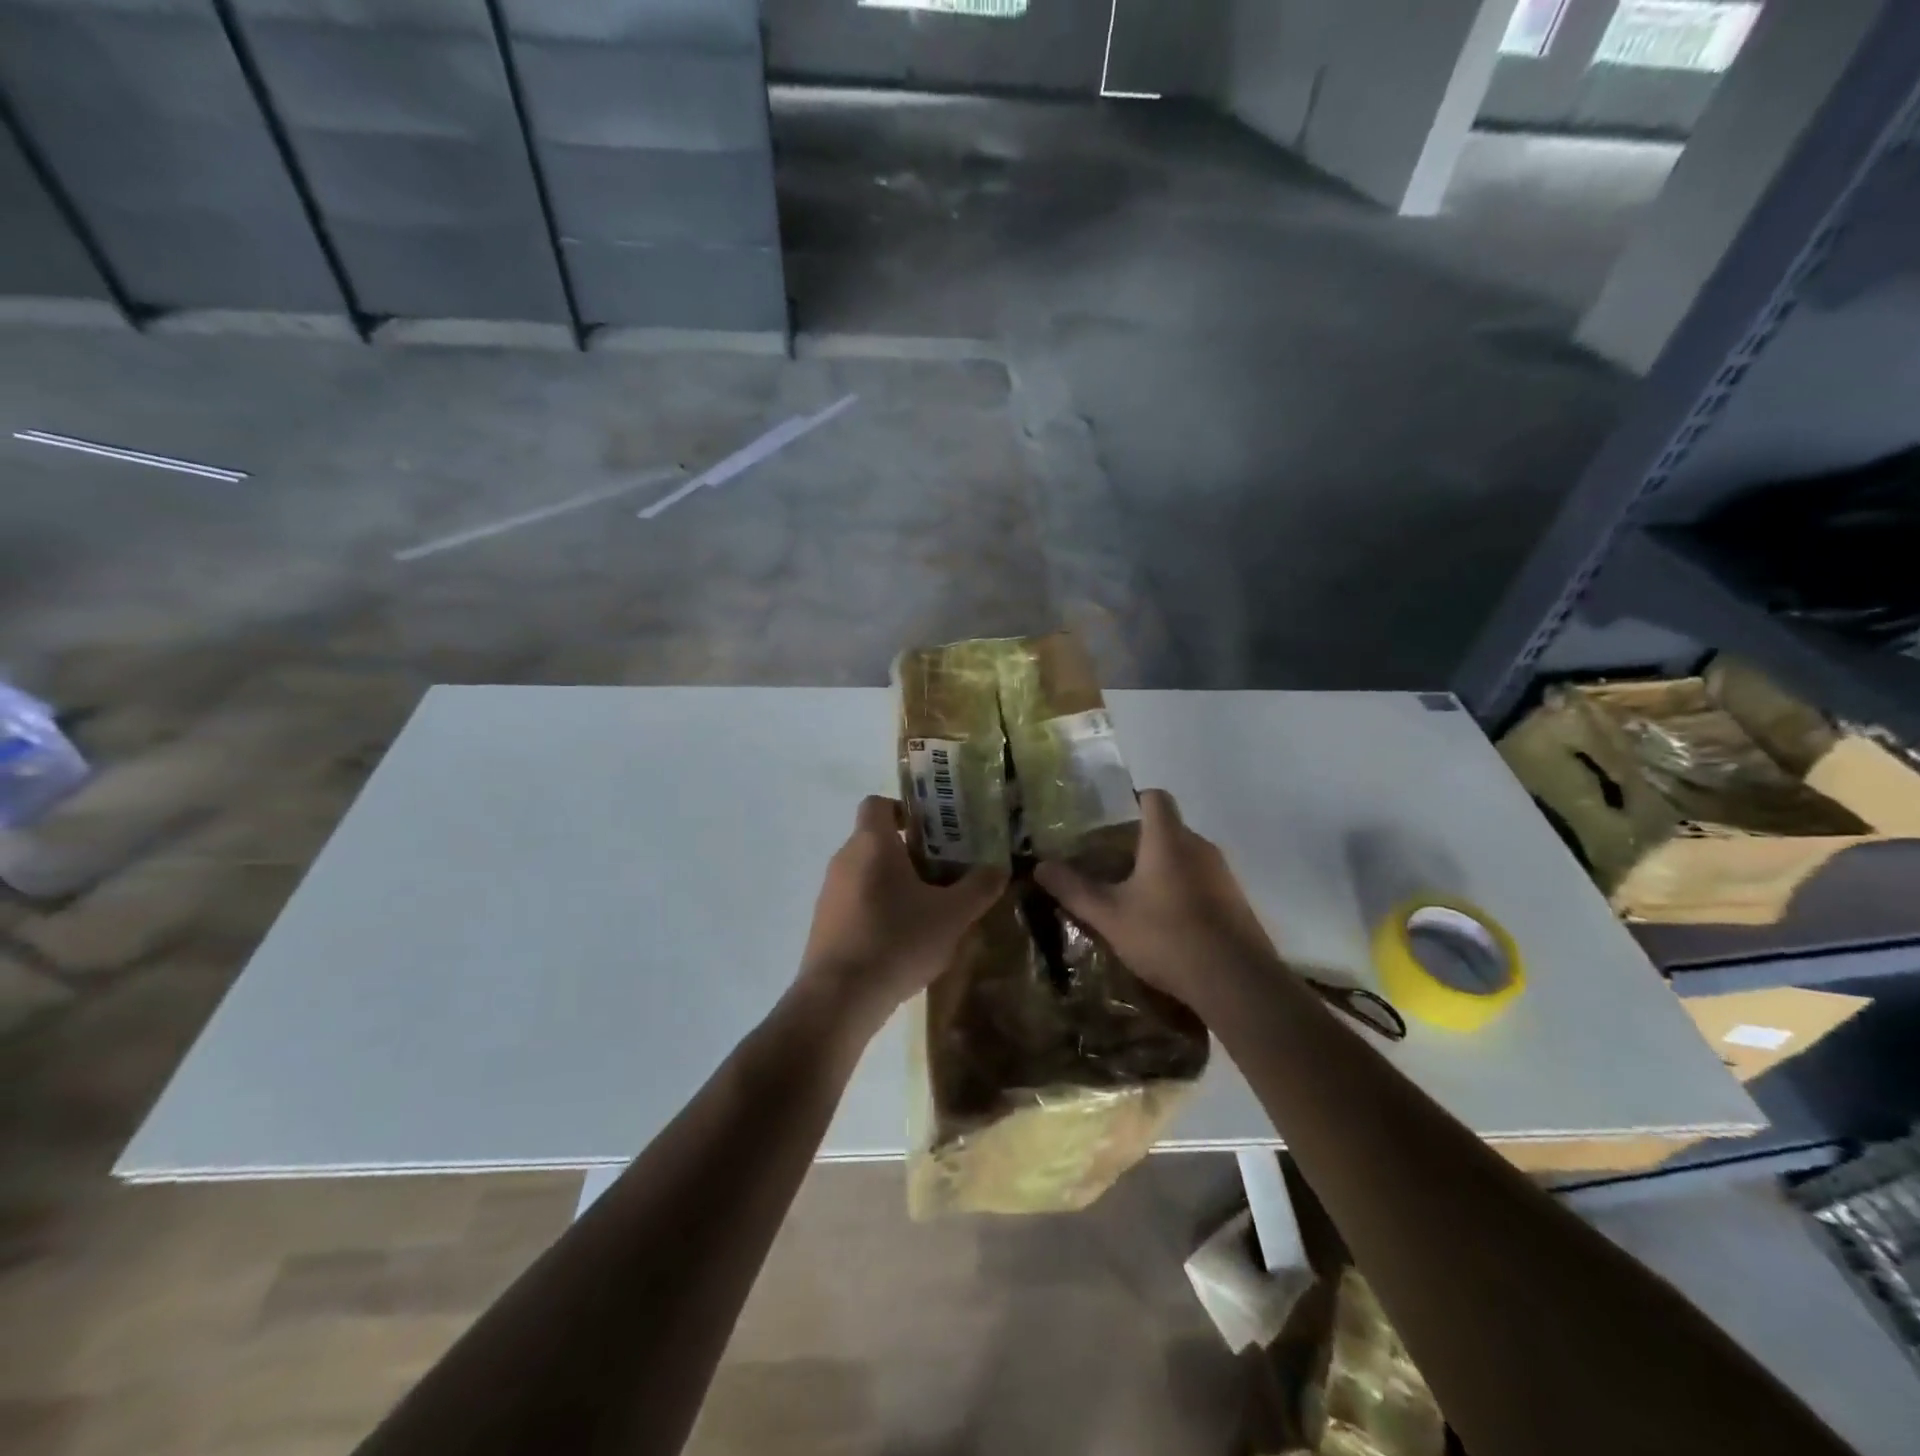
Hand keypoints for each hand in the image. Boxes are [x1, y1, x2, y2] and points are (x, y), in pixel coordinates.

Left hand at [797, 796, 1007, 1037]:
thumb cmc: (897, 940)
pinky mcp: (824, 924)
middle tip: (943, 874)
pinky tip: (901, 940)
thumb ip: (979, 888)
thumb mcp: (952, 916)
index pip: (878, 803)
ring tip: (927, 911)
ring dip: (893, 884)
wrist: (839, 998)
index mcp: (872, 843)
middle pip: (876, 840)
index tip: (933, 832)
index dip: (904, 811)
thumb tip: (1000, 868)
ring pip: (866, 873)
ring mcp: (829, 892)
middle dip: (909, 853)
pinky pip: (854, 902)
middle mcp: (845, 859)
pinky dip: (877, 910)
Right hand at [1035, 789, 1276, 1007]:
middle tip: (1111, 865)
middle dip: (1140, 841)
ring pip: (1186, 857)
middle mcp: (1199, 846)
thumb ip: (1074, 889)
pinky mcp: (1236, 902)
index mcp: (1168, 839)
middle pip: (1169, 828)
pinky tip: (1166, 924)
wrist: (1237, 982)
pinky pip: (1203, 882)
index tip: (1110, 821)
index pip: (1155, 797)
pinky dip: (1183, 891)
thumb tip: (1039, 866)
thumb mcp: (1109, 916)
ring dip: (1162, 869)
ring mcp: (1223, 874)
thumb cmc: (1167, 936)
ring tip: (1135, 897)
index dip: (1133, 799)